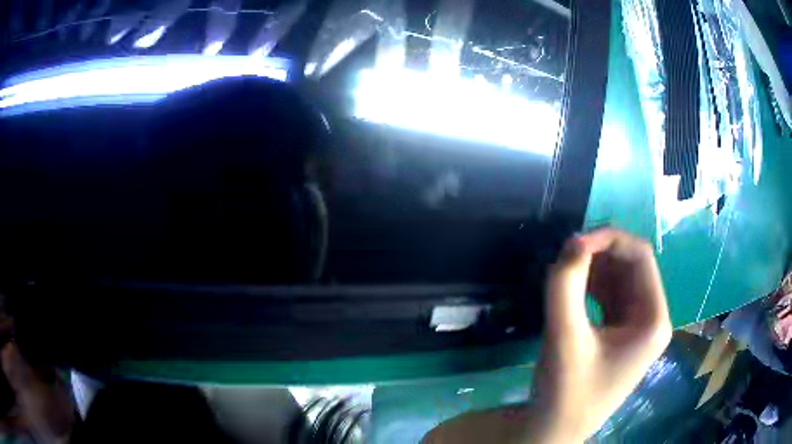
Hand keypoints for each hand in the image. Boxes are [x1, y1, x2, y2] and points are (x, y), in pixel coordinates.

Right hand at [424, 228, 671, 442]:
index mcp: (653, 320)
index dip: (608, 240)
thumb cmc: (565, 391)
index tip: (572, 243)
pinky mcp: (619, 332)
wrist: (553, 430)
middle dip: (598, 255)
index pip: (641, 257)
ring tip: (562, 273)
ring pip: (619, 278)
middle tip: (563, 256)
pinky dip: (589, 286)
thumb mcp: (564, 338)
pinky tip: (569, 288)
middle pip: (631, 266)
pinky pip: (609, 295)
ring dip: (592, 269)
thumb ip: (565, 286)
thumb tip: (572, 240)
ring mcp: (636, 326)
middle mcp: (651, 317)